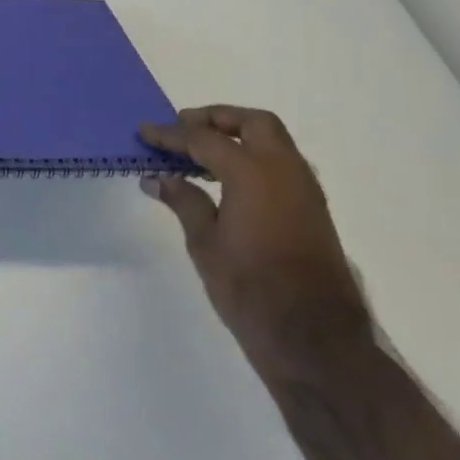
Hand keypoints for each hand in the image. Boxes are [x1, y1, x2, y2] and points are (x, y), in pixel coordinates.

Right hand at [140, 107, 371, 379]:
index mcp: (253, 173)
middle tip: (182, 129)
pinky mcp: (313, 212)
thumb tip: (158, 178)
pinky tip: (227, 180)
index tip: (145, 132)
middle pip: (253, 123)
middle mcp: (285, 171)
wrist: (315, 341)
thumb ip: (183, 201)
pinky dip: (253, 158)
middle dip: (216, 119)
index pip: (204, 139)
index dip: (170, 134)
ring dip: (238, 137)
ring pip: (273, 142)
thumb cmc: (251, 289)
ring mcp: (305, 191)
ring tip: (200, 153)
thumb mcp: (205, 243)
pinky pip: (282, 165)